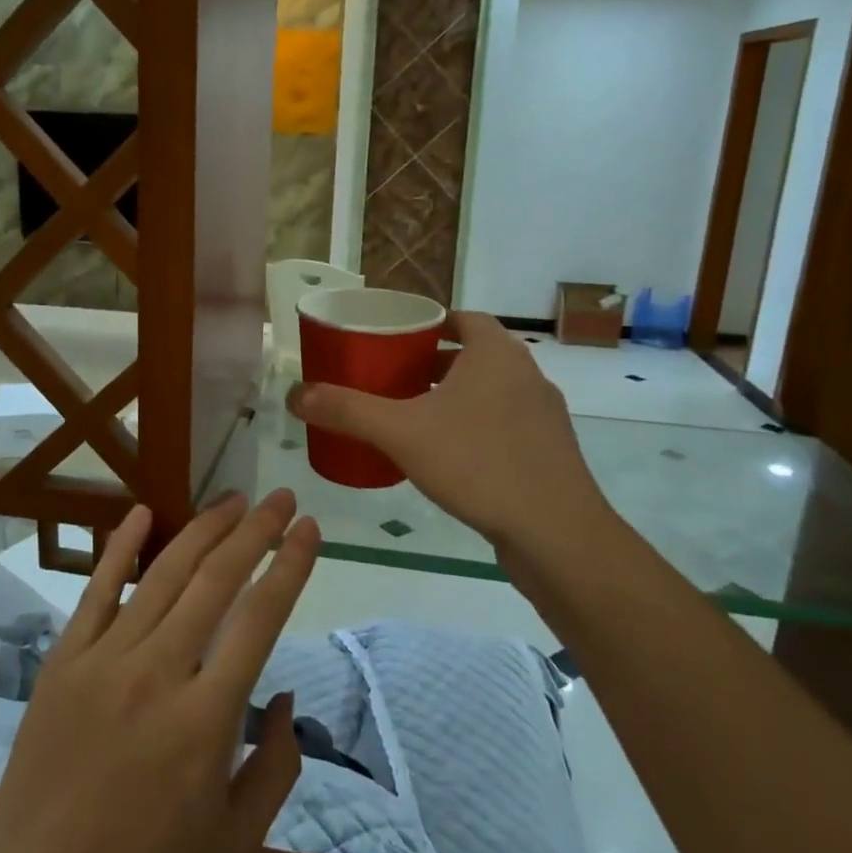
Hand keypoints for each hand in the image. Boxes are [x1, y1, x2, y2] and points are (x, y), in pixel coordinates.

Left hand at [0, 492, 318, 852]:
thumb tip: (285, 694)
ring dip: (203, 529)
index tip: (309, 528)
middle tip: (279, 498)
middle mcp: (158, 672)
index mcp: (207, 718)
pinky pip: (96, 590)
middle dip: (255, 531)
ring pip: (163, 574)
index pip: (260, 618)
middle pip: (216, 580)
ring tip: (233, 499)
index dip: (290, 565)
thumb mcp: (238, 840)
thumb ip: (278, 765)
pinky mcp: (64, 660)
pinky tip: (142, 512)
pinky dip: (120, 547)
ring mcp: (105, 659)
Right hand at [289, 310, 609, 559]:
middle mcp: (526, 375)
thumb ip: (347, 410)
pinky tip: (449, 458)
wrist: (556, 534)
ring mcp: (544, 416)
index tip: (396, 340)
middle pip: (474, 354)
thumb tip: (296, 394)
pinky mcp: (550, 453)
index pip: (463, 318)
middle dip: (434, 363)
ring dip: (455, 397)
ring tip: (414, 417)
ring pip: (491, 392)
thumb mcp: (401, 432)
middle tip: (393, 379)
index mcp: (496, 354)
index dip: (430, 324)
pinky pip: (505, 425)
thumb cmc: (478, 463)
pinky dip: (476, 428)